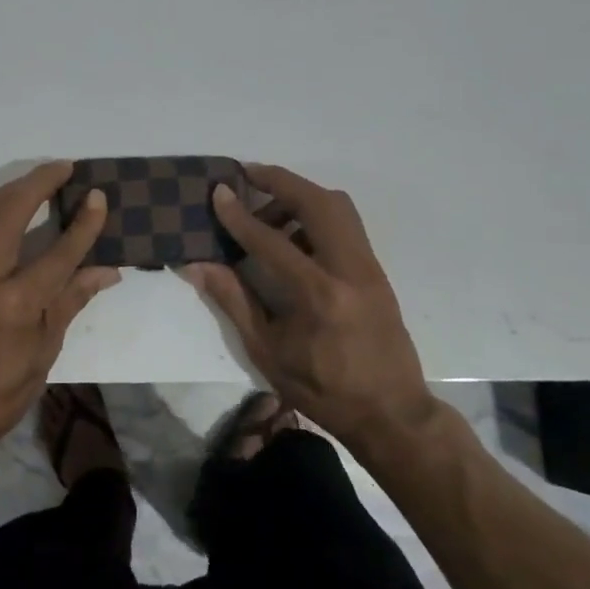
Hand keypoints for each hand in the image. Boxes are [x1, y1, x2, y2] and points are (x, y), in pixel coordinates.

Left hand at [0, 163, 118, 459]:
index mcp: (16, 302)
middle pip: (11, 210)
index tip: (98, 194)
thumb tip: (107, 271)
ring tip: (38, 181)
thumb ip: (70, 303)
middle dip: (39, 181)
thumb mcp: (43, 354)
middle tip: (64, 167)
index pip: (59, 250)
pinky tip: (9, 223)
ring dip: (12, 192)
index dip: (84, 221)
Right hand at [186, 164, 430, 443]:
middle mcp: (350, 270)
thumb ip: (233, 300)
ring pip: (338, 207)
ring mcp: (370, 267)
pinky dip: (317, 215)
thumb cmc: (322, 389)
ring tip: (268, 212)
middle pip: (319, 203)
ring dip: (301, 196)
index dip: (240, 214)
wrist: (392, 413)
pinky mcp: (377, 271)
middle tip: (247, 175)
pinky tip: (294, 236)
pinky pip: (346, 225)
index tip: (218, 192)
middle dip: (281, 181)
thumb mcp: (267, 351)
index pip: (272, 239)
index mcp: (318, 295)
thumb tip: (197, 264)